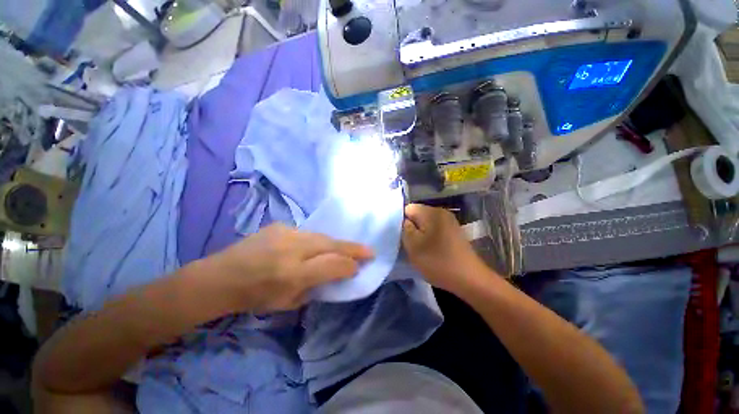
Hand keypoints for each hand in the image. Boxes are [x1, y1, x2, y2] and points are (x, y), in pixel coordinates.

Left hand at [207, 223, 373, 312]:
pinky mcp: (281, 225)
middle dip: (353, 248)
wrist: (221, 276)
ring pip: (322, 236)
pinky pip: (307, 233)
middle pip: (332, 244)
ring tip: (347, 248)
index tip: (360, 267)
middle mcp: (292, 249)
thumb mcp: (287, 303)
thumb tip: (335, 274)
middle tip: (368, 250)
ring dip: (336, 243)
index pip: (332, 265)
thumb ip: (315, 287)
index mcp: (292, 273)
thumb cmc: (254, 297)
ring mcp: (286, 233)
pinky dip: (317, 241)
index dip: (350, 265)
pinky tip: (315, 247)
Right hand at [402, 204, 487, 292]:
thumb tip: (405, 221)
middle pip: (417, 215)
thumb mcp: (413, 246)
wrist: (470, 279)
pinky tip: (431, 250)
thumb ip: (405, 229)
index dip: (401, 221)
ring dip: (420, 234)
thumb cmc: (438, 261)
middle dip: (411, 228)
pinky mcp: (454, 232)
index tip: (401, 236)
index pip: (408, 209)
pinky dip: (429, 238)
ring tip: (419, 249)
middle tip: (409, 244)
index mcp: (432, 213)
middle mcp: (442, 212)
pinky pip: (435, 230)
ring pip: (426, 224)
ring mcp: (450, 222)